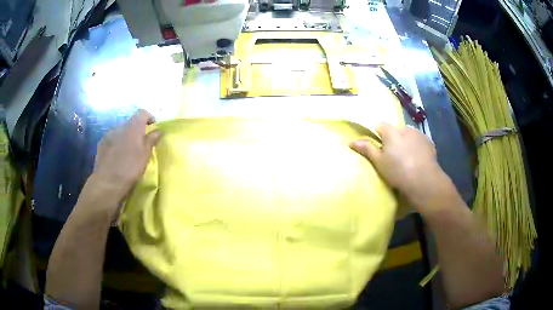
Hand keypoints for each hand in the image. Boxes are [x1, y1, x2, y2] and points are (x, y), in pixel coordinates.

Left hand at [90, 109, 161, 208]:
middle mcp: (120, 126)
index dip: (149, 117)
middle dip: (137, 129)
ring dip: (126, 136)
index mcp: (133, 127)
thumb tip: (158, 130)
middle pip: (131, 122)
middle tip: (141, 143)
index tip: (153, 128)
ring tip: (128, 151)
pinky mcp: (101, 143)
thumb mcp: (145, 156)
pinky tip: (117, 156)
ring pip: (120, 131)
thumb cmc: (130, 169)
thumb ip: (151, 140)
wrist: (107, 183)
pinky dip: (116, 143)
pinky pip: (112, 138)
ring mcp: (108, 134)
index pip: (142, 112)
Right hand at [350, 123, 450, 212]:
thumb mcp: (379, 162)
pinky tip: (418, 159)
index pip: (380, 125)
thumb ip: (367, 149)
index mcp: (391, 132)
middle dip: (394, 139)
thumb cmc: (398, 171)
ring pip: (409, 135)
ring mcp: (419, 134)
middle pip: (396, 130)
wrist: (424, 180)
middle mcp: (405, 128)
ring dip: (406, 142)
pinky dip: (417, 146)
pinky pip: (419, 141)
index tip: (379, 147)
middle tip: (393, 156)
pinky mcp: (429, 142)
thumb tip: (351, 142)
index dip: (378, 134)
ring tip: (407, 158)